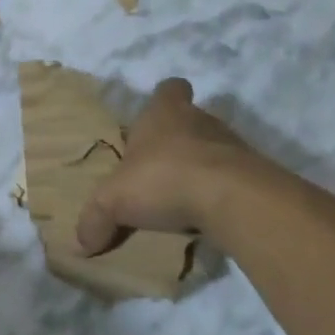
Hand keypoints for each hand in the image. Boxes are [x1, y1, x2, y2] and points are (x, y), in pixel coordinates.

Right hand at [76, 79, 257, 253]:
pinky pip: (233, 180)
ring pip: (214, 150)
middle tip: (159, 168)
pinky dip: (220, 194)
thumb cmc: (164, 179)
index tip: (155, 119)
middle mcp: (201, 121)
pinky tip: (205, 217)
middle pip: (191, 121)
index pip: (170, 88)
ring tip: (181, 197)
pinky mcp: (255, 176)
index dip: (164, 100)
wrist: (234, 200)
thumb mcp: (113, 201)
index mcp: (165, 113)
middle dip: (178, 141)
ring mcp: (234, 147)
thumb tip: (79, 245)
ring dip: (200, 169)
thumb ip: (94, 220)